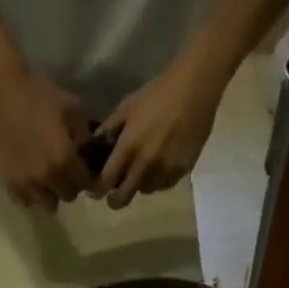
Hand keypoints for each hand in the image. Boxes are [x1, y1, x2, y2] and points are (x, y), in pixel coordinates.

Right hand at [0, 68, 91, 211]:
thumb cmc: (37, 94)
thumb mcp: (71, 106)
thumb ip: (83, 134)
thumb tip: (85, 152)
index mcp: (64, 160)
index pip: (84, 184)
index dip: (87, 176)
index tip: (84, 168)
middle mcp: (46, 179)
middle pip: (67, 197)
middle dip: (69, 185)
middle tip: (66, 171)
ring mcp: (25, 183)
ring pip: (46, 204)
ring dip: (50, 193)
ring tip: (47, 178)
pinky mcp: (8, 183)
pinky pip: (24, 201)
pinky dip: (30, 194)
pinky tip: (30, 180)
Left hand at [94, 49, 224, 208]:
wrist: (195, 87)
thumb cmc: (157, 93)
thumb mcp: (127, 107)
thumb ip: (108, 130)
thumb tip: (93, 148)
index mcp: (128, 147)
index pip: (106, 181)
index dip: (98, 190)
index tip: (96, 192)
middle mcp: (145, 164)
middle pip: (124, 197)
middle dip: (116, 200)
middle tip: (114, 195)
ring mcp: (165, 169)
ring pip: (145, 190)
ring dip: (139, 185)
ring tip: (142, 172)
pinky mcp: (182, 170)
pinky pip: (164, 184)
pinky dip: (158, 180)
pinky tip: (160, 166)